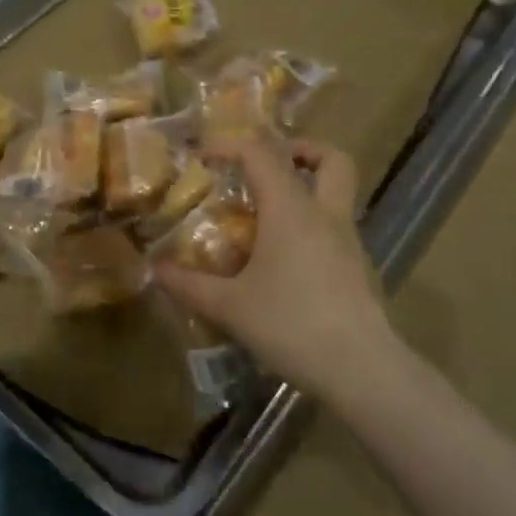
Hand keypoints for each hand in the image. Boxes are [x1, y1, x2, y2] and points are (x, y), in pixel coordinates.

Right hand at [153, 137, 394, 399]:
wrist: (361, 369)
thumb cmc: (291, 323)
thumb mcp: (229, 306)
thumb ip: (188, 284)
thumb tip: (155, 269)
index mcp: (290, 209)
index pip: (260, 153)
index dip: (229, 146)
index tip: (202, 157)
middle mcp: (324, 214)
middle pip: (331, 160)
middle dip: (302, 150)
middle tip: (268, 165)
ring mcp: (348, 241)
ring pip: (338, 193)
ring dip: (308, 189)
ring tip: (269, 216)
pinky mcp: (358, 269)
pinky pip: (336, 229)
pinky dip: (313, 227)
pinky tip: (287, 260)